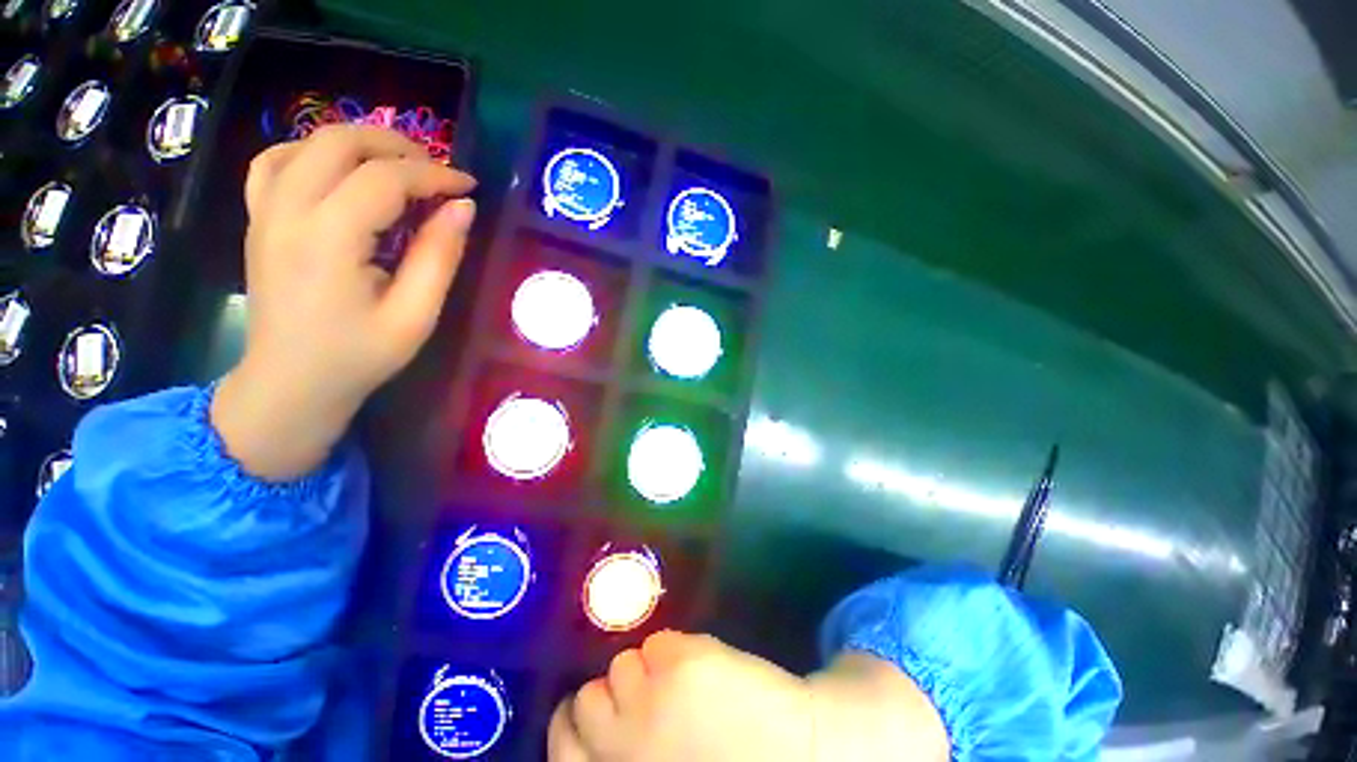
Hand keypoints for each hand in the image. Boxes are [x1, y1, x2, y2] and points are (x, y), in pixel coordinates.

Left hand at [212, 125, 476, 480]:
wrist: (290, 383)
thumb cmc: (359, 356)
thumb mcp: (414, 316)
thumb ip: (440, 257)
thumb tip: (463, 209)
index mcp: (328, 239)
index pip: (384, 179)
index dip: (434, 175)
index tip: (469, 186)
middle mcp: (287, 211)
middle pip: (339, 142)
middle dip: (396, 146)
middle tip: (436, 171)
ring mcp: (264, 212)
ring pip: (306, 142)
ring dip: (358, 144)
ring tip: (396, 167)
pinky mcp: (258, 219)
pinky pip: (275, 162)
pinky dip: (312, 152)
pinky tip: (339, 172)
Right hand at [548, 631, 814, 761]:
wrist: (799, 754)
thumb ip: (626, 754)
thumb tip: (602, 719)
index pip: (563, 750)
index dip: (572, 725)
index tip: (588, 712)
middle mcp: (621, 750)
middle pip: (584, 702)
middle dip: (608, 694)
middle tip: (637, 693)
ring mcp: (649, 704)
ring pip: (622, 664)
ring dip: (645, 670)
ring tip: (677, 684)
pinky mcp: (680, 666)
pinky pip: (657, 643)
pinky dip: (673, 651)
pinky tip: (700, 671)